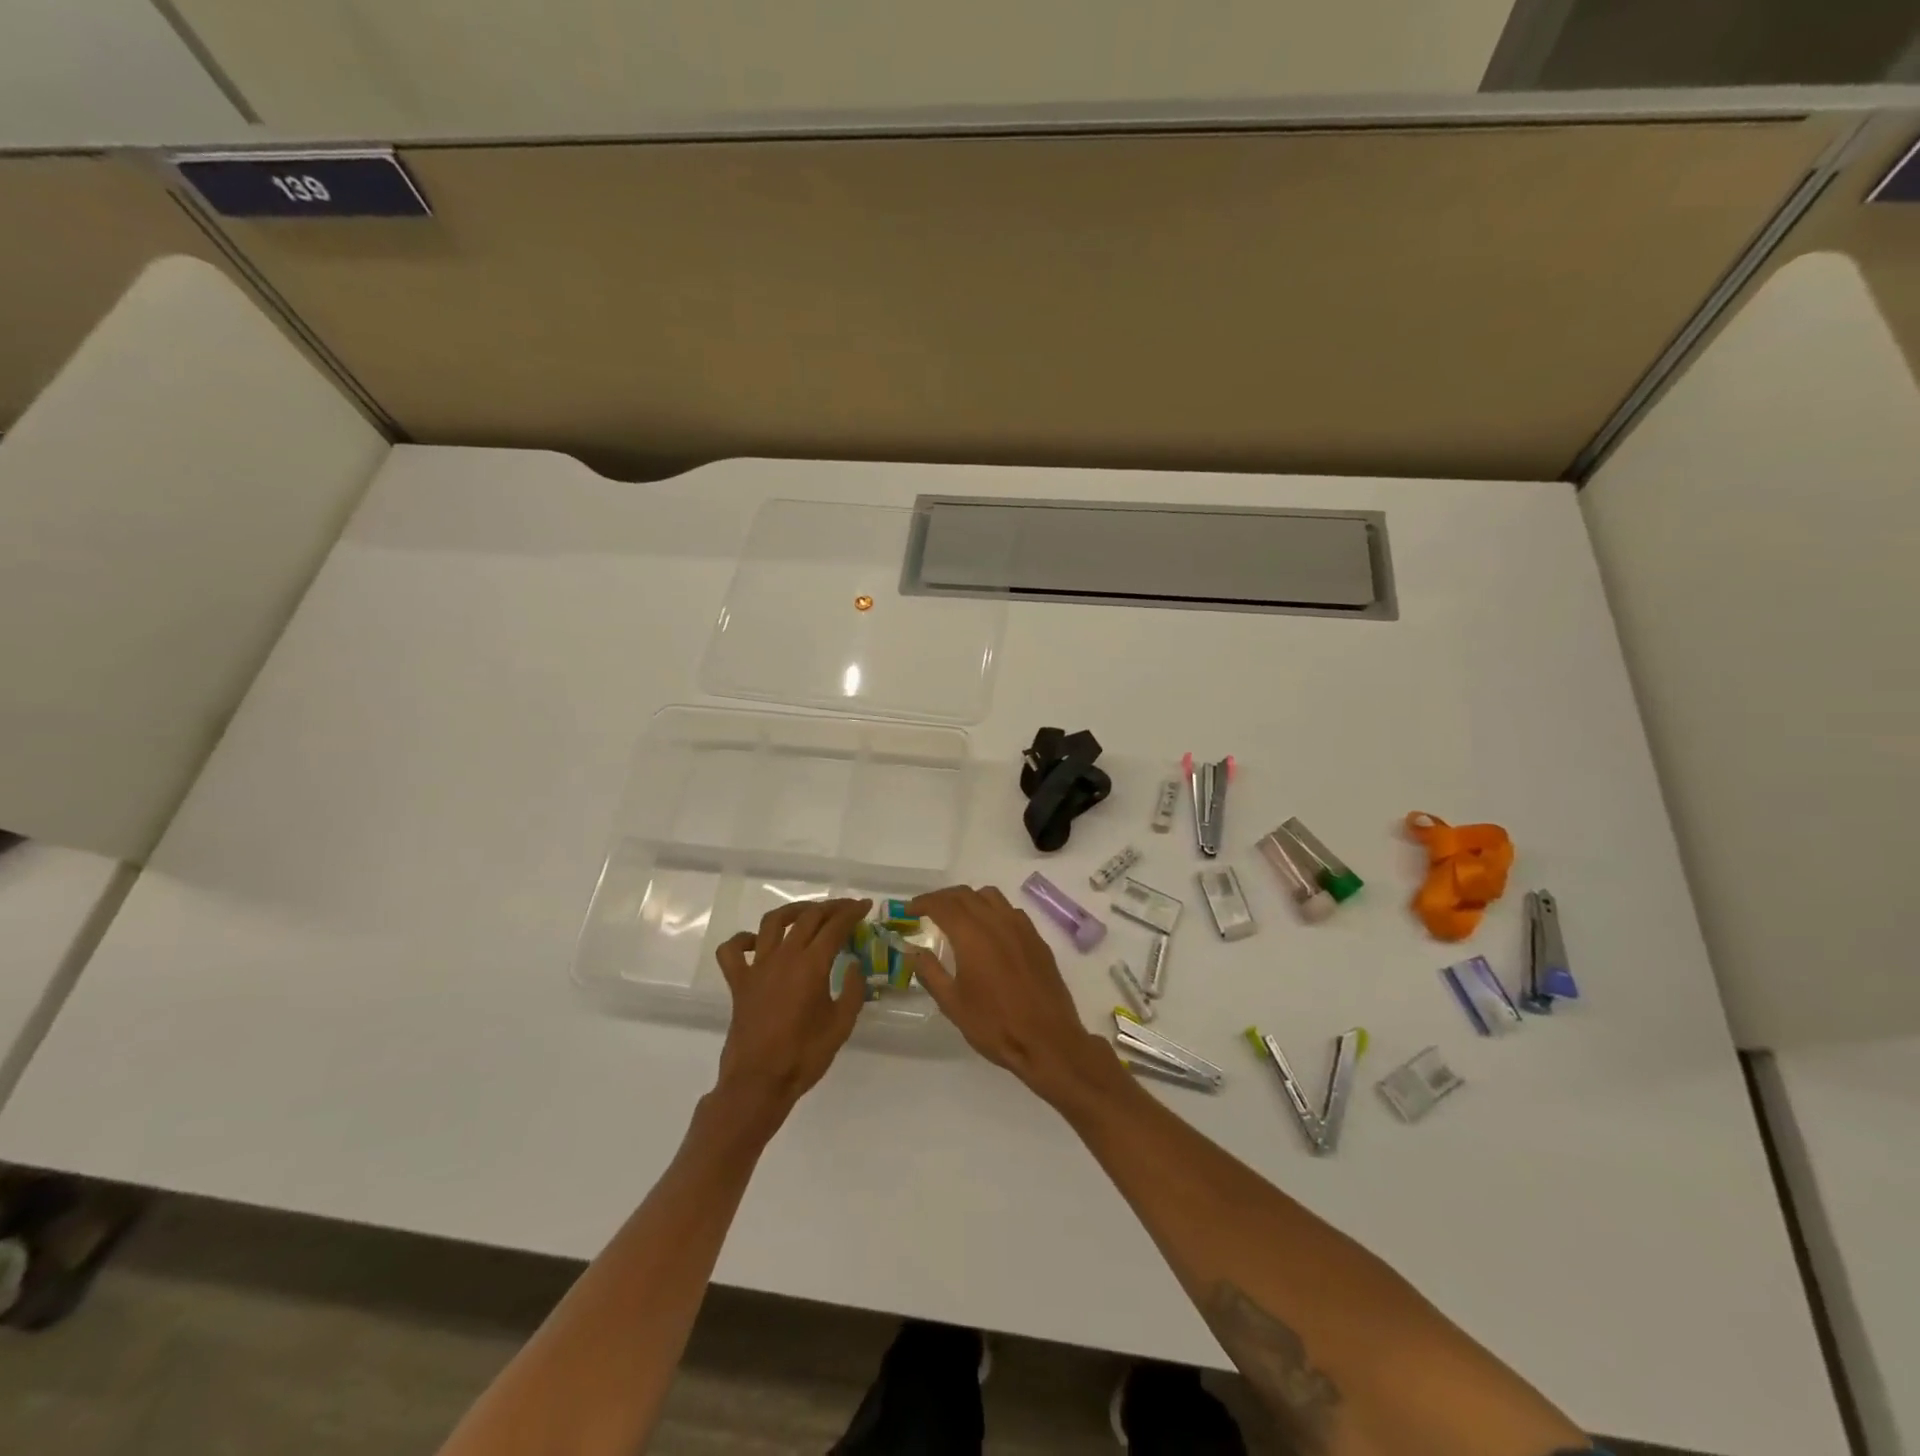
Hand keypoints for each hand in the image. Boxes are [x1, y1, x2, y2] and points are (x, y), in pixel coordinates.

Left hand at [713, 898, 870, 1121]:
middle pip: (808, 917)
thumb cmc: (804, 1056)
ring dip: (793, 911)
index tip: (865, 905)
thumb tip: (854, 966)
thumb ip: (853, 991)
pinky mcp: (738, 983)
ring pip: (772, 922)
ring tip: (807, 913)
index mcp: (812, 965)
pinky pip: (732, 951)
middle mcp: (784, 957)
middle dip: (830, 907)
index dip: (852, 912)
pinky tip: (756, 942)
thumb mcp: (841, 1025)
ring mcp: (758, 967)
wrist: (759, 1083)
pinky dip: (743, 940)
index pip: (835, 926)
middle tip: (845, 909)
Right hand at [905, 885, 1115, 1104]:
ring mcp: (1022, 928)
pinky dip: (992, 910)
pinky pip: (1010, 911)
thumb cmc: (995, 1025)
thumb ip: (930, 972)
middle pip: (966, 894)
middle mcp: (997, 922)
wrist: (1048, 1041)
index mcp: (973, 935)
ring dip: (969, 899)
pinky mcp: (1037, 939)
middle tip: (928, 911)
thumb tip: (912, 952)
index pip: (943, 905)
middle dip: (943, 898)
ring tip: (958, 916)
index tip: (909, 909)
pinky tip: (989, 931)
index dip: (923, 902)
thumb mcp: (953, 1003)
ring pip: (991, 896)